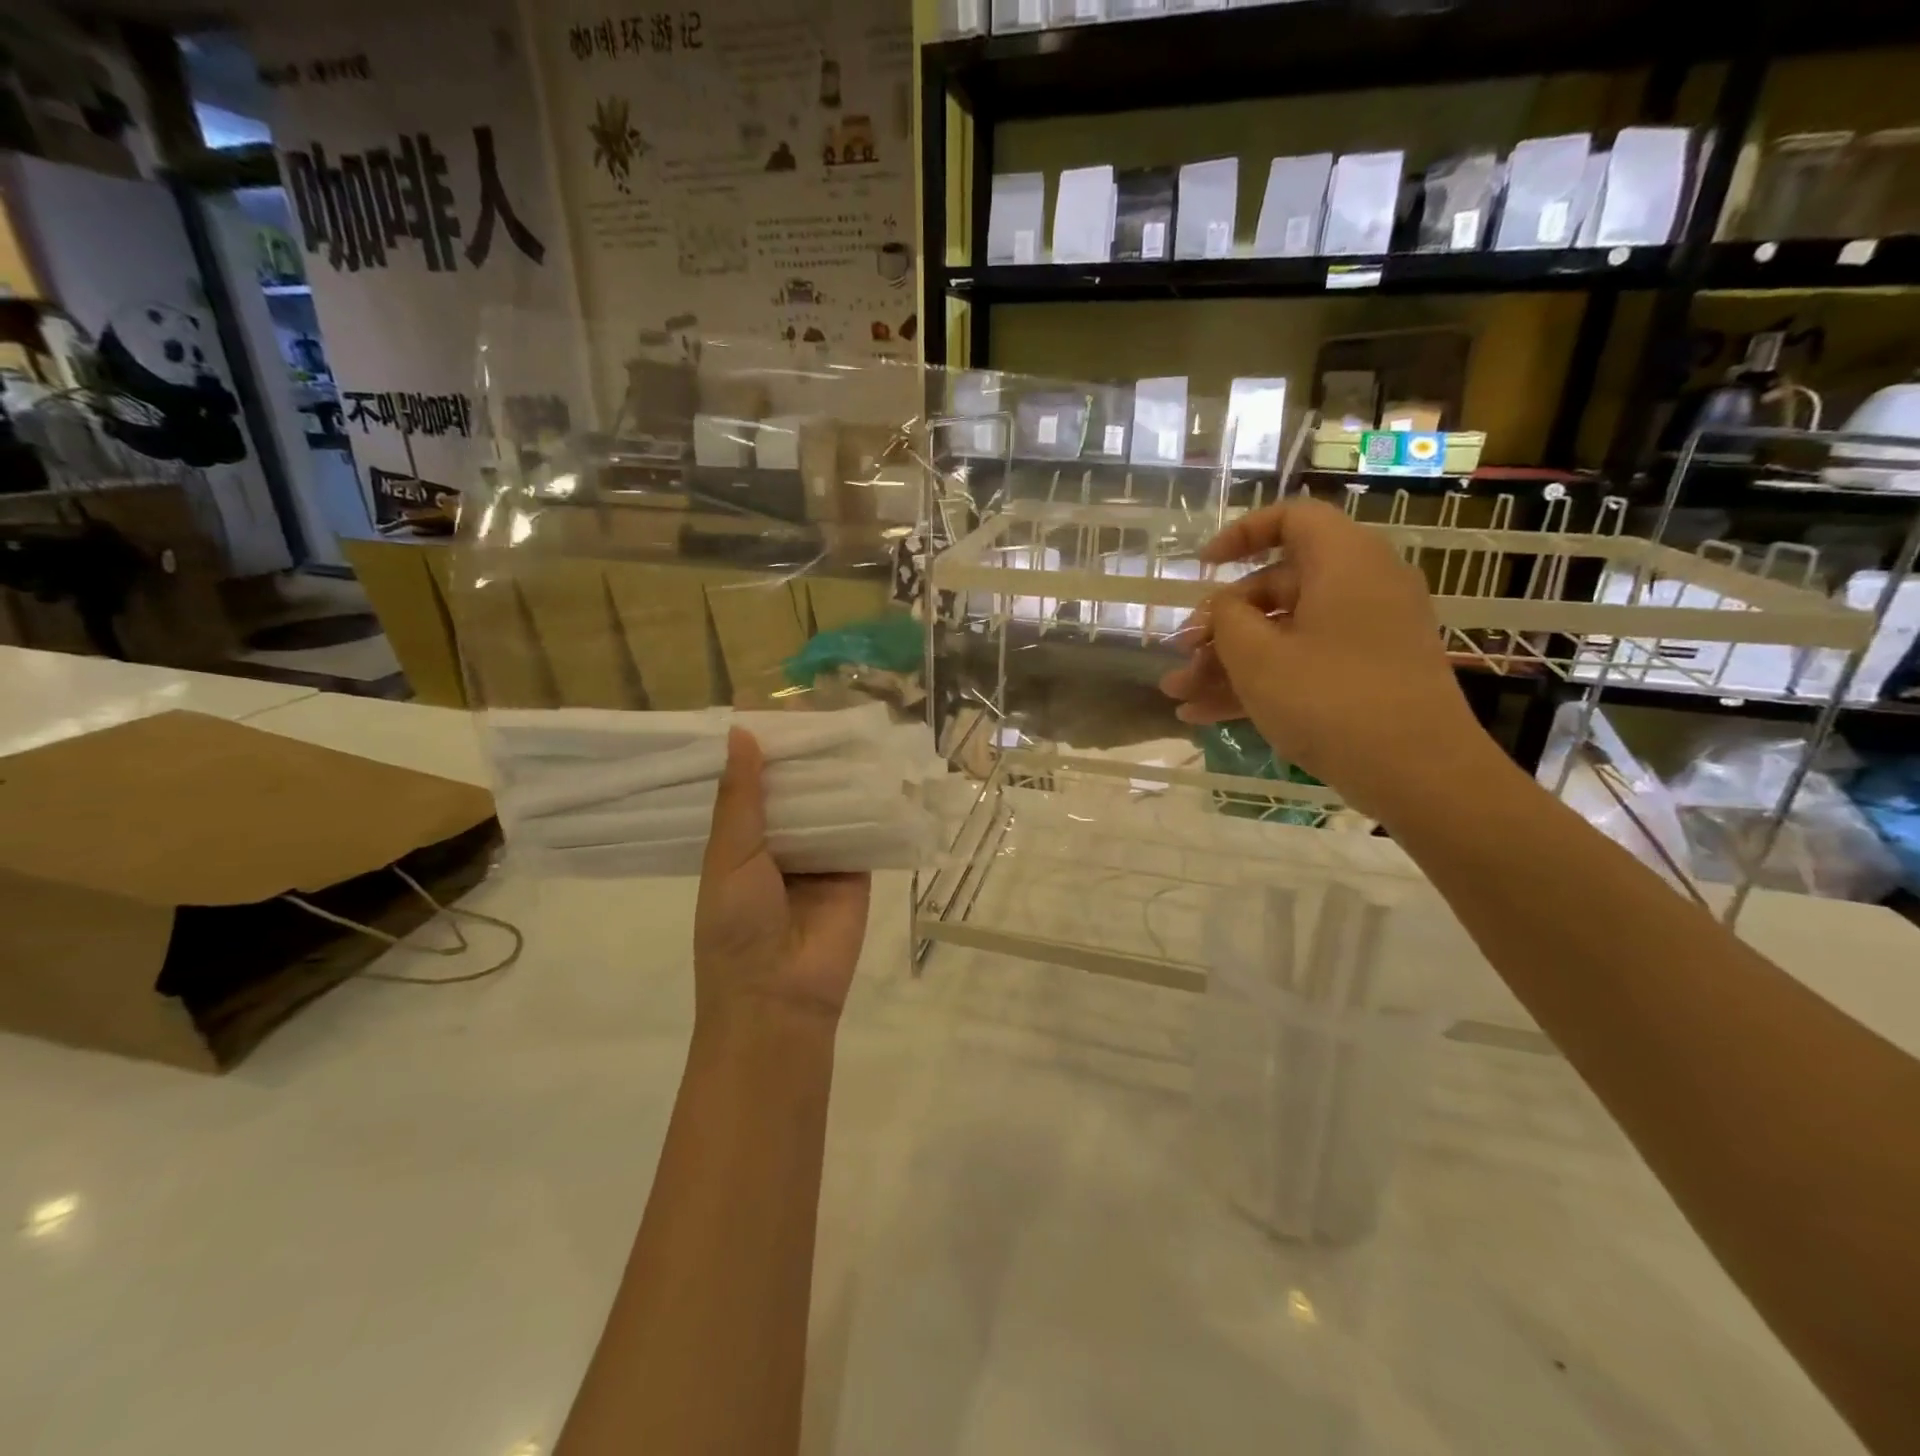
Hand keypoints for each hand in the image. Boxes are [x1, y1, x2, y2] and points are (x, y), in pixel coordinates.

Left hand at [693, 728, 870, 1034]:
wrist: (779, 997)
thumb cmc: (736, 927)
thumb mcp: (728, 858)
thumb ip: (740, 798)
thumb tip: (741, 732)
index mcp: (741, 840)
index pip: (752, 784)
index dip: (759, 750)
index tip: (768, 707)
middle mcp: (782, 842)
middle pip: (796, 788)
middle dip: (805, 755)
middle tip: (819, 707)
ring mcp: (822, 854)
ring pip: (832, 803)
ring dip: (839, 772)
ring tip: (852, 725)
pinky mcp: (858, 868)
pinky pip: (865, 828)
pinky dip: (873, 802)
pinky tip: (882, 765)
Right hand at [1159, 496, 1493, 818]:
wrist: (1419, 774)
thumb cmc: (1330, 699)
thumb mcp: (1258, 657)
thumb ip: (1226, 619)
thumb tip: (1225, 608)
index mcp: (1343, 561)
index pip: (1291, 518)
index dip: (1240, 535)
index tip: (1202, 567)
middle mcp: (1360, 587)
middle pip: (1276, 588)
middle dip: (1219, 626)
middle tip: (1181, 658)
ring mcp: (1366, 635)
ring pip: (1283, 635)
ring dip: (1227, 663)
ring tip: (1178, 696)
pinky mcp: (1367, 676)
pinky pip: (1302, 664)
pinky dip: (1259, 683)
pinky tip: (1204, 715)